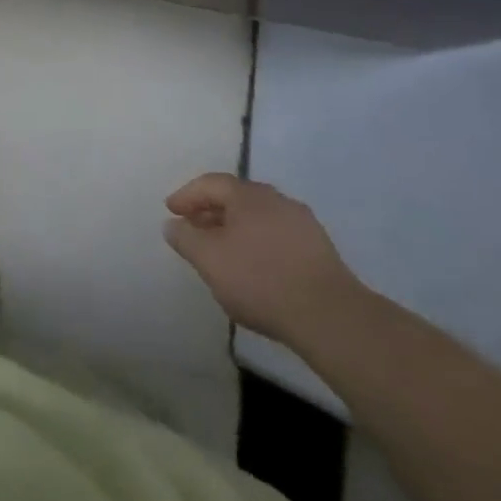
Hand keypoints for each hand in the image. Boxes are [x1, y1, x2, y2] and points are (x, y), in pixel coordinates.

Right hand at [164, 174, 358, 345]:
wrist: (330, 316)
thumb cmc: (260, 280)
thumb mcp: (209, 260)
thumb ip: (185, 238)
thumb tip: (173, 224)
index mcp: (249, 195)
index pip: (211, 183)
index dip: (187, 195)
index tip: (171, 211)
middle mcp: (277, 200)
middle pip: (236, 197)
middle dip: (210, 210)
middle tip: (193, 228)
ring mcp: (303, 224)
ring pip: (258, 217)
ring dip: (235, 228)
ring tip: (221, 250)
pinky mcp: (320, 249)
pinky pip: (277, 235)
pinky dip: (257, 242)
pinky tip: (253, 266)